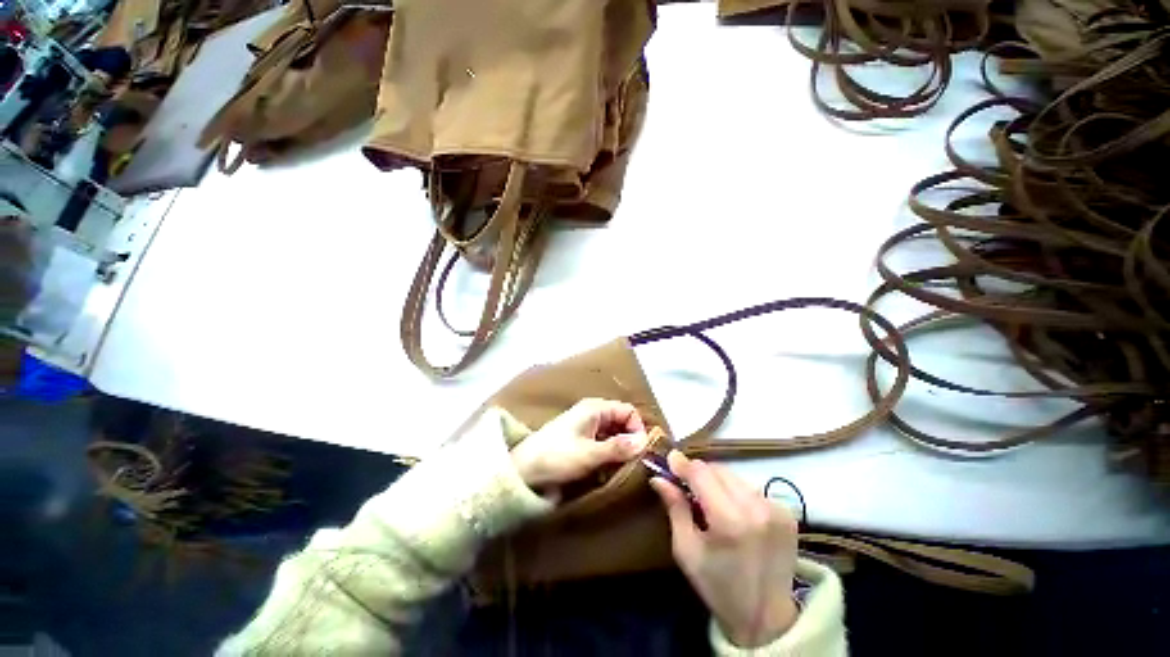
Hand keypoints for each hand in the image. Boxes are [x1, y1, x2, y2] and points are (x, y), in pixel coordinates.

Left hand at [510, 398, 648, 490]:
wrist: (522, 474)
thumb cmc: (555, 458)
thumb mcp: (589, 454)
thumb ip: (618, 448)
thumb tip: (645, 442)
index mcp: (594, 409)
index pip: (629, 412)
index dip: (638, 430)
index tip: (640, 452)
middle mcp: (591, 417)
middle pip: (622, 425)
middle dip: (630, 444)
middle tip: (633, 465)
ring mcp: (584, 433)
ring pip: (613, 440)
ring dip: (619, 455)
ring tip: (620, 471)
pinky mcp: (579, 449)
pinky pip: (603, 450)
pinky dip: (608, 461)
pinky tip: (606, 474)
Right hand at [651, 451, 798, 648]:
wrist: (762, 610)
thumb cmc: (717, 587)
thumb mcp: (687, 553)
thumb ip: (676, 512)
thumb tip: (660, 480)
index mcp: (730, 521)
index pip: (704, 475)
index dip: (684, 465)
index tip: (669, 459)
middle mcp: (758, 507)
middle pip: (724, 473)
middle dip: (702, 474)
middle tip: (684, 483)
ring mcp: (778, 509)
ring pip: (742, 481)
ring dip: (723, 485)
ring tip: (709, 502)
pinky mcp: (790, 513)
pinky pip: (758, 494)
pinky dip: (742, 498)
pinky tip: (735, 516)